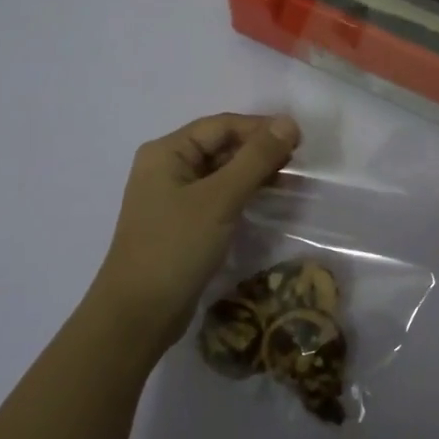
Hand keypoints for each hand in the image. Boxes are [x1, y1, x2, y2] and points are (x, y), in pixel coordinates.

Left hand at [90, 113, 300, 357]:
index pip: (221, 125)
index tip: (300, 140)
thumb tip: (288, 122)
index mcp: (167, 152)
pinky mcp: (184, 223)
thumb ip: (256, 158)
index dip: (260, 128)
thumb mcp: (220, 199)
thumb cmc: (176, 247)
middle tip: (300, 163)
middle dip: (259, 150)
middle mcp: (167, 168)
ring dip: (255, 173)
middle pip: (221, 146)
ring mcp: (174, 197)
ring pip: (223, 172)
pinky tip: (270, 201)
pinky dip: (244, 194)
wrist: (138, 315)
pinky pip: (219, 196)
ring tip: (292, 181)